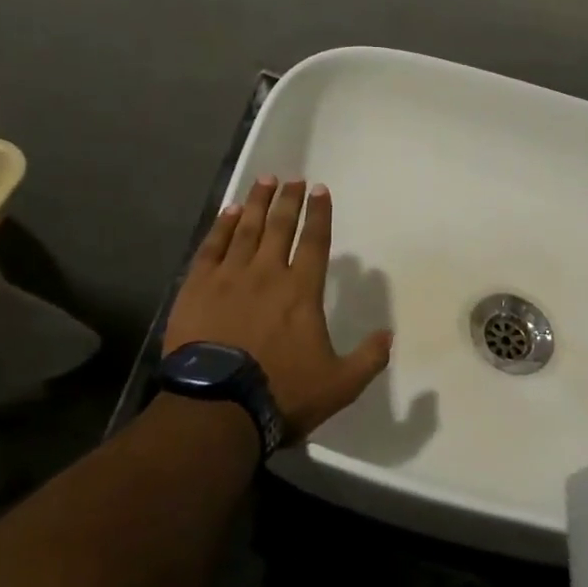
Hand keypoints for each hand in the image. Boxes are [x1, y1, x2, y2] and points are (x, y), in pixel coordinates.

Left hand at [163, 176, 391, 438]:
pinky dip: (222, 226)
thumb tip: (390, 335)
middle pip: (280, 227)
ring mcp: (229, 277)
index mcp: (301, 291)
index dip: (320, 214)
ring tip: (265, 181)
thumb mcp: (339, 385)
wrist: (217, 407)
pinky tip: (230, 211)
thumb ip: (368, 358)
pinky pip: (212, 246)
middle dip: (289, 200)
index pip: (315, 242)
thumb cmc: (282, 393)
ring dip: (258, 203)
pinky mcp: (197, 288)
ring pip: (247, 229)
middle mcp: (267, 274)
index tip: (320, 190)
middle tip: (293, 179)